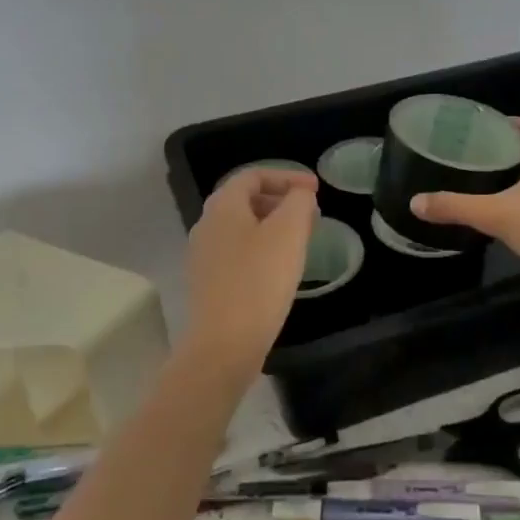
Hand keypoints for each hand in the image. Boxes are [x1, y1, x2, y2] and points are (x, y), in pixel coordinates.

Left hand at [181, 167, 319, 379]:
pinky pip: (237, 253)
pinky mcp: (208, 283)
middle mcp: (206, 225)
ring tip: (299, 240)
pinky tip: (279, 269)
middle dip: (280, 200)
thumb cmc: (259, 281)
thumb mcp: (289, 232)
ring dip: (272, 226)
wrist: (224, 344)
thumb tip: (300, 194)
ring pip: (241, 228)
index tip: (315, 190)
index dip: (287, 176)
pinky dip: (261, 249)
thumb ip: (298, 202)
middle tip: (310, 214)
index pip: (254, 176)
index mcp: (222, 206)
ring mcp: (203, 256)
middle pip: (245, 200)